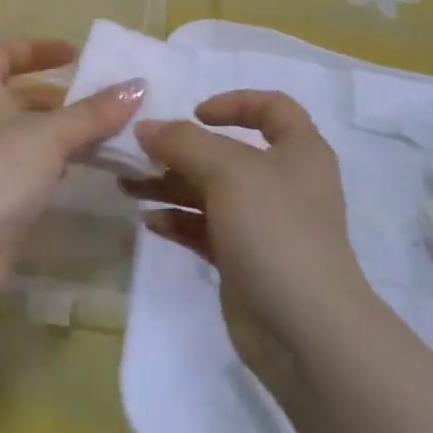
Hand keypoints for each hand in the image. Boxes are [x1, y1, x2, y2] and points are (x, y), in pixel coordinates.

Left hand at [0, 39, 143, 288]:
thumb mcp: (49, 135)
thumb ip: (93, 112)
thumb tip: (137, 86)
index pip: (0, 53)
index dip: (36, 50)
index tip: (74, 55)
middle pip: (15, 94)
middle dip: (57, 97)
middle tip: (99, 100)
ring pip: (21, 132)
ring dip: (57, 131)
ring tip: (101, 133)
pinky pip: (20, 164)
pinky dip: (47, 160)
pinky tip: (77, 169)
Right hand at [127, 91, 371, 388]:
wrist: (305, 330)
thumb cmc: (275, 230)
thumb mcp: (229, 172)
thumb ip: (183, 143)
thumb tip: (146, 128)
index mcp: (299, 151)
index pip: (272, 108)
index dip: (234, 102)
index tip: (195, 114)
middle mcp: (283, 182)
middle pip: (227, 153)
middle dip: (181, 151)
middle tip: (137, 154)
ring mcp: (263, 224)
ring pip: (210, 192)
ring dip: (169, 185)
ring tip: (127, 187)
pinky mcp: (244, 260)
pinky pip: (205, 229)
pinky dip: (178, 220)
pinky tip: (148, 222)